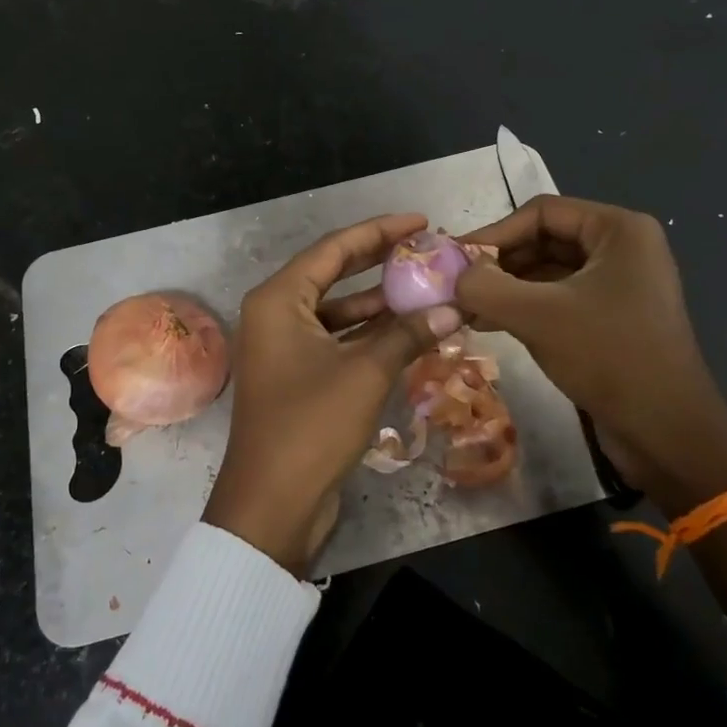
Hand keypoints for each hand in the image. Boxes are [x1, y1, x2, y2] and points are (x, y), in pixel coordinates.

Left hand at [204, 213, 463, 574]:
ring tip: (428, 288)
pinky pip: (338, 342)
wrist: (272, 505)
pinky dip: (370, 336)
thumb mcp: (366, 373)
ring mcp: (285, 348)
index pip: (334, 249)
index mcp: (278, 300)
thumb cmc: (311, 426)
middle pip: (334, 274)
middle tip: (426, 249)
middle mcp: (276, 315)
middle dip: (380, 262)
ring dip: (380, 303)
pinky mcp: (298, 377)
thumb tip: (454, 309)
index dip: (379, 232)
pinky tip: (410, 332)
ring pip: (338, 311)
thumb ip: (408, 334)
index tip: (420, 222)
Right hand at [454, 195, 726, 515]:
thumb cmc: (608, 357)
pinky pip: (559, 299)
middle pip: (544, 239)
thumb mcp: (538, 316)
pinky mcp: (612, 318)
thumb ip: (485, 287)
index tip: (455, 260)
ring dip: (506, 287)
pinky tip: (489, 323)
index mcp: (618, 230)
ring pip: (548, 272)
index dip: (494, 233)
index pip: (541, 212)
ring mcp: (620, 284)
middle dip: (498, 263)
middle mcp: (622, 248)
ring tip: (465, 308)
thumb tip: (452, 276)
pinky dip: (524, 307)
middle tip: (457, 286)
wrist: (667, 432)